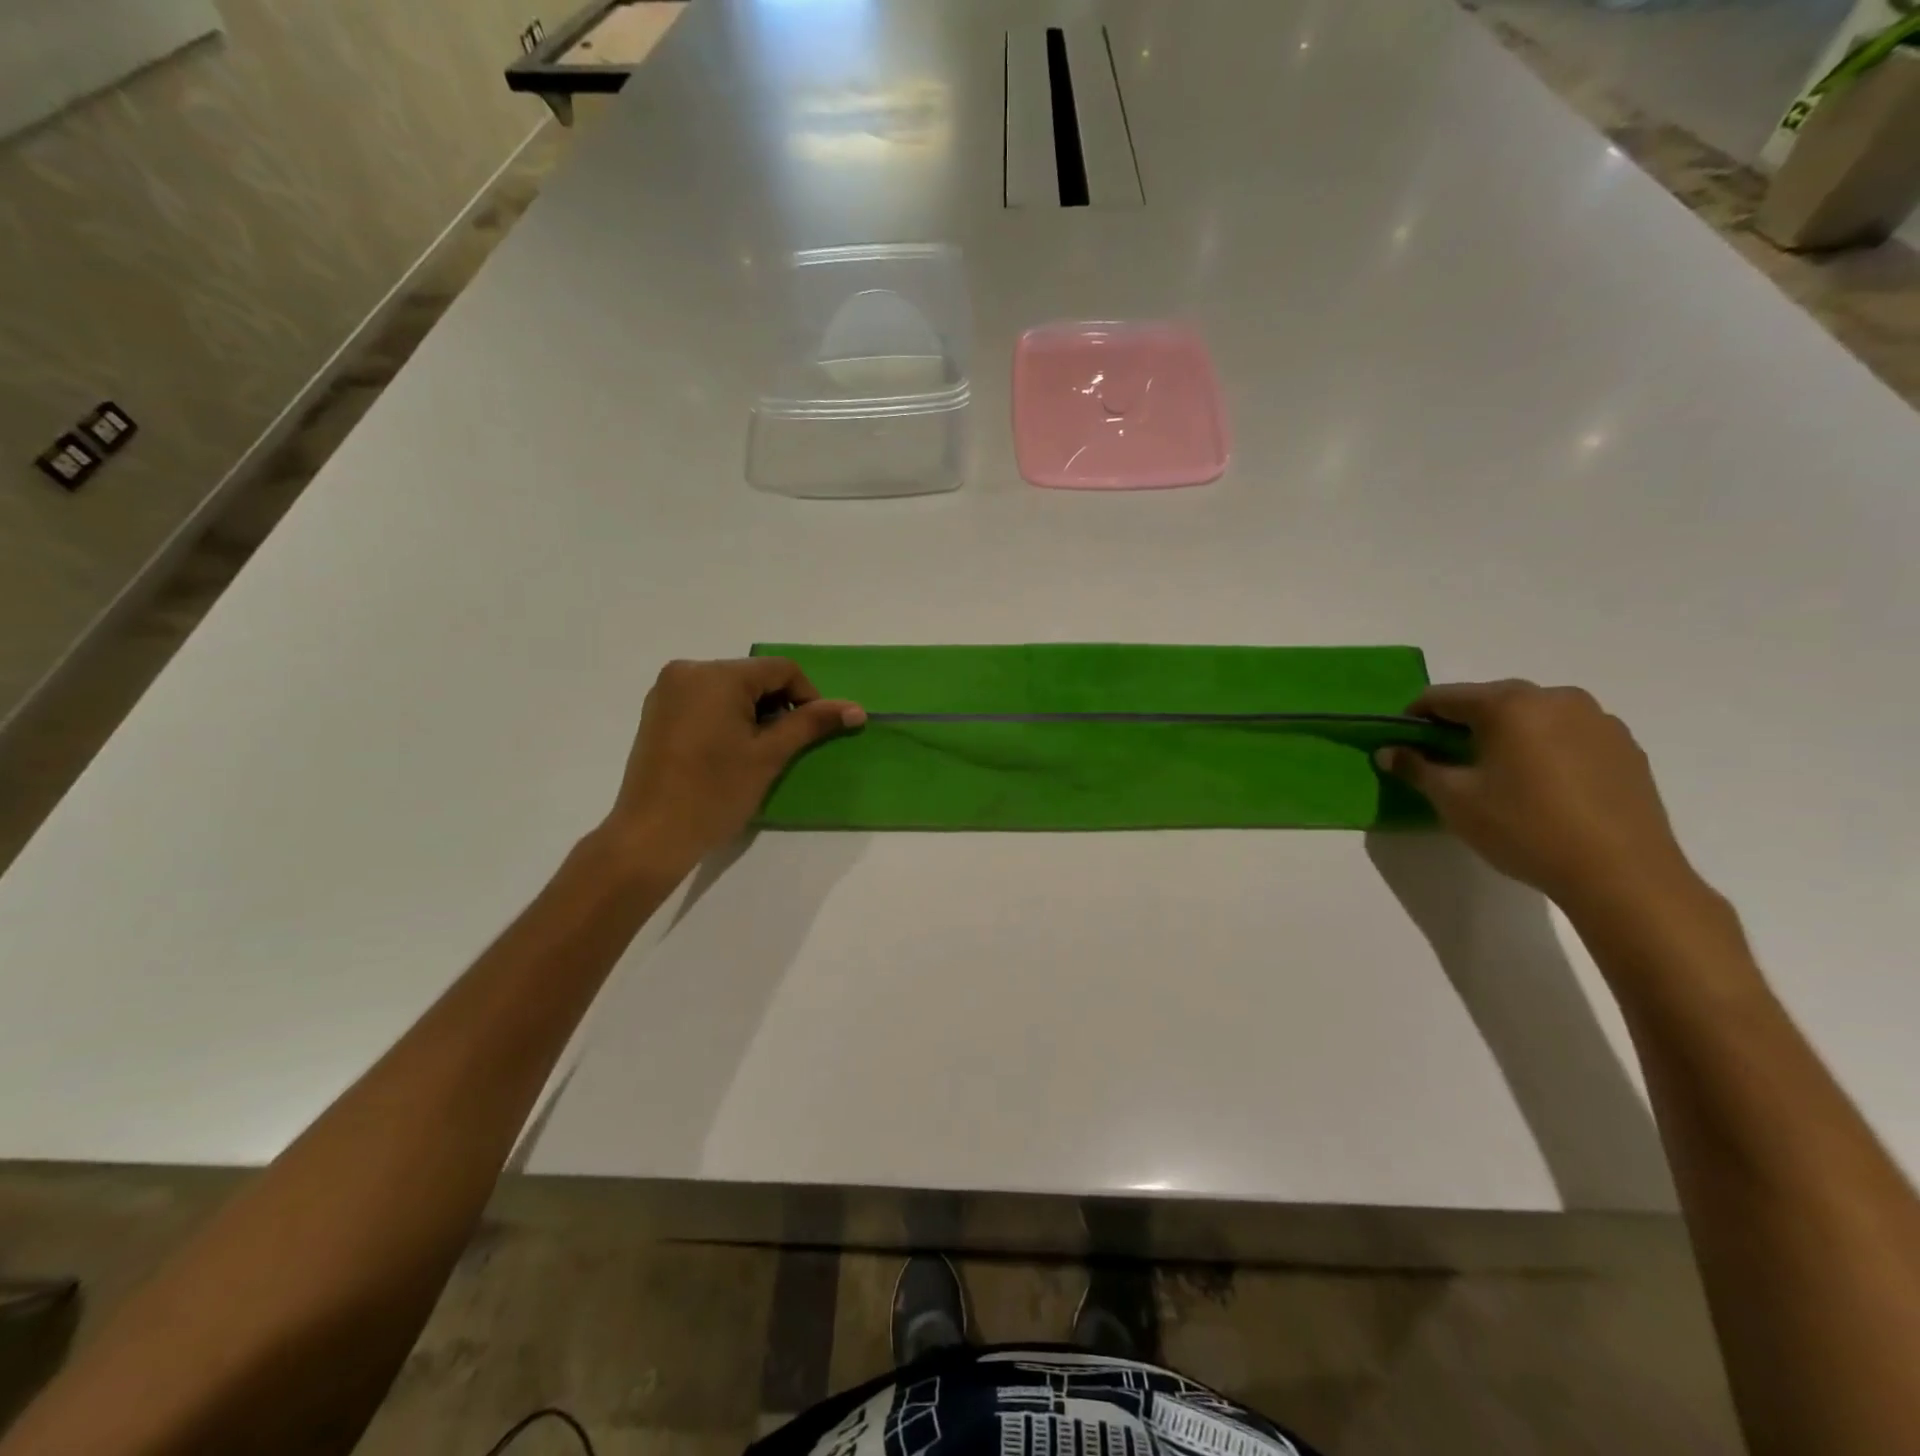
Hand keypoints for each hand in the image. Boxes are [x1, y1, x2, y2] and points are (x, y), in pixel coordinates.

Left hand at [600, 658, 863, 877]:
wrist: (651, 836)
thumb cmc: (715, 793)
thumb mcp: (770, 755)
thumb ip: (811, 723)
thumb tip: (856, 709)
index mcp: (716, 675)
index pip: (781, 669)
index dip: (808, 697)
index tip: (813, 732)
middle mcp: (688, 671)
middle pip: (754, 676)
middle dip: (779, 706)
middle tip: (785, 746)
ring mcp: (667, 690)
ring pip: (730, 689)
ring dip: (754, 712)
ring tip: (757, 752)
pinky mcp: (658, 711)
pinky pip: (706, 700)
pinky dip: (727, 717)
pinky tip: (729, 751)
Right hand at [1378, 680, 1701, 916]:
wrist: (1622, 874)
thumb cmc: (1524, 829)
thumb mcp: (1454, 800)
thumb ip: (1416, 767)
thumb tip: (1388, 751)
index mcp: (1508, 704)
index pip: (1443, 697)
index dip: (1415, 718)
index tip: (1404, 745)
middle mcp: (1555, 698)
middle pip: (1490, 701)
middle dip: (1462, 726)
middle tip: (1447, 762)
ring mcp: (1598, 720)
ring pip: (1531, 716)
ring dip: (1505, 735)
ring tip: (1497, 776)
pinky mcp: (1625, 747)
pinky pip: (1567, 735)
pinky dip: (1543, 748)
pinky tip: (1542, 787)